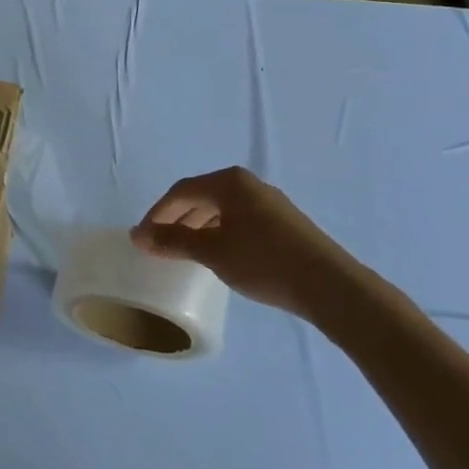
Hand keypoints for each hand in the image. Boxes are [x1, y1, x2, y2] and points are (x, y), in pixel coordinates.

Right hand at [129, 167, 357, 317]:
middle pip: (201, 197)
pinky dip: (219, 233)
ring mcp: (269, 203)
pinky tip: (218, 254)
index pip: (180, 191)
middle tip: (158, 244)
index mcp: (229, 182)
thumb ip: (173, 240)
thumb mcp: (211, 251)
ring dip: (197, 227)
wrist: (330, 286)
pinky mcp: (284, 223)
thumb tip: (139, 235)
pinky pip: (239, 220)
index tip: (141, 237)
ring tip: (184, 251)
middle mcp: (248, 184)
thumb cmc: (263, 261)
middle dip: (176, 219)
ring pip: (221, 209)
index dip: (156, 213)